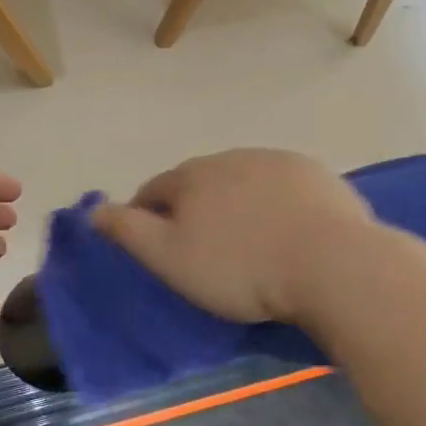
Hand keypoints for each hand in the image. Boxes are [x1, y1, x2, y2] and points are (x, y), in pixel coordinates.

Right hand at [92, 149, 376, 326]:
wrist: (330, 263)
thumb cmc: (240, 268)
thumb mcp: (170, 258)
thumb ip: (128, 231)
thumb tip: (94, 210)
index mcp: (192, 176)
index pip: (155, 190)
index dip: (147, 215)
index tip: (153, 245)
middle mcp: (231, 158)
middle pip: (199, 182)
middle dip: (193, 207)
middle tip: (203, 249)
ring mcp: (277, 161)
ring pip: (242, 181)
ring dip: (236, 202)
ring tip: (247, 241)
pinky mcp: (315, 174)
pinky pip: (282, 187)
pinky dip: (275, 204)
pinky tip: (287, 231)